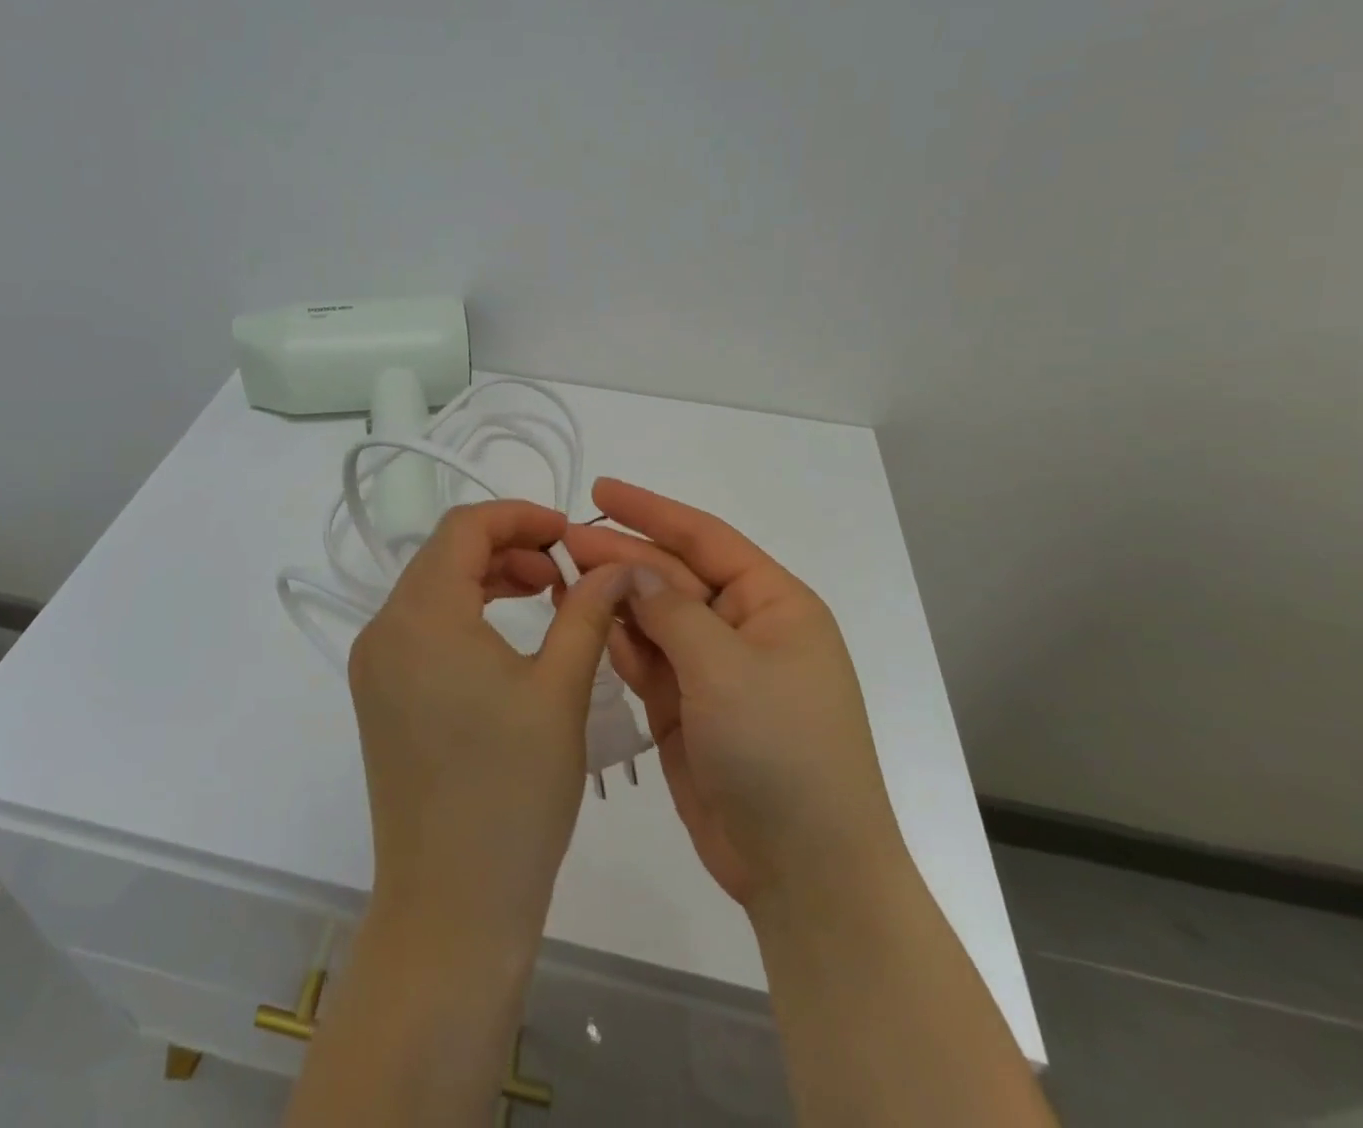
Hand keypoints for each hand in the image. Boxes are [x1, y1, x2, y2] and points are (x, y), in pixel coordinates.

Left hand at [349, 500, 631, 952]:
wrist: (451, 906)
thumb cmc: (513, 794)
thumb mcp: (560, 691)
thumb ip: (587, 611)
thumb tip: (618, 564)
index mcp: (421, 615)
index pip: (464, 527)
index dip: (519, 516)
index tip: (568, 533)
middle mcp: (384, 628)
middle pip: (444, 553)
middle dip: (506, 546)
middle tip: (563, 571)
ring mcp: (373, 664)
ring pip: (431, 587)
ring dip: (486, 578)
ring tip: (544, 595)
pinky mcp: (377, 694)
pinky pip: (420, 626)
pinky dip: (463, 612)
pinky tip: (505, 634)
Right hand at [565, 479, 902, 911]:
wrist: (802, 872)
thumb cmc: (779, 750)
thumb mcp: (725, 667)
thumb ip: (669, 609)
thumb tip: (627, 567)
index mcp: (773, 604)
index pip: (704, 538)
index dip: (650, 511)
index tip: (599, 491)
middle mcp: (743, 628)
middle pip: (672, 576)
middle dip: (621, 556)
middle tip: (561, 540)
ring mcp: (713, 670)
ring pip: (653, 617)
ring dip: (612, 597)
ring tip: (560, 575)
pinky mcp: (686, 708)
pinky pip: (646, 659)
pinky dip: (616, 641)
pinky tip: (581, 622)